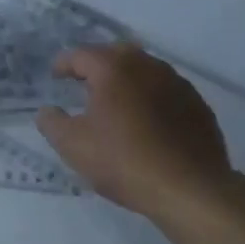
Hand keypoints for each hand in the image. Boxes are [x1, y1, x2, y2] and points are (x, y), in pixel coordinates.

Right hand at [37, 43, 244, 225]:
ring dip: (127, 79)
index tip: (55, 76)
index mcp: (114, 69)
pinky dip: (151, 97)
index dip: (64, 64)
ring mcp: (177, 83)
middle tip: (84, 84)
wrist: (191, 189)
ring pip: (144, 70)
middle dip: (97, 65)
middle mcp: (147, 66)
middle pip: (116, 54)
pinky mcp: (197, 105)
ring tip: (116, 102)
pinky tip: (147, 121)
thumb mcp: (73, 146)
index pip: (81, 54)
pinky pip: (166, 90)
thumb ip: (52, 122)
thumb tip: (47, 110)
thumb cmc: (124, 161)